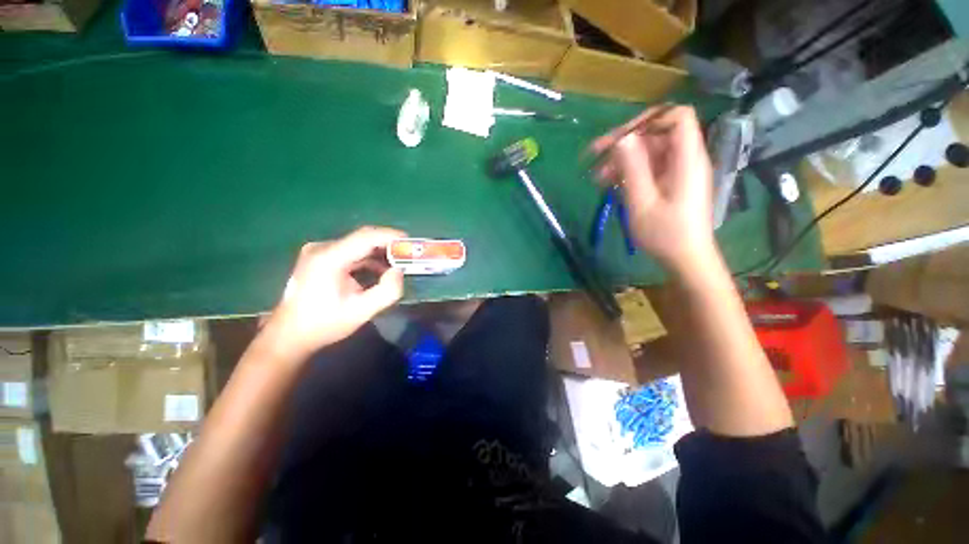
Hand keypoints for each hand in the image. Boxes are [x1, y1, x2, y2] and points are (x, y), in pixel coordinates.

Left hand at [262, 226, 405, 363]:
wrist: (289, 335)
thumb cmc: (325, 324)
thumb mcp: (361, 312)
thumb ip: (387, 291)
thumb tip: (398, 271)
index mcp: (329, 259)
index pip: (365, 237)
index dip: (390, 236)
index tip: (409, 241)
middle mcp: (321, 249)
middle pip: (362, 239)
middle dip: (387, 246)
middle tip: (407, 256)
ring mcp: (318, 252)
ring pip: (357, 245)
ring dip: (378, 254)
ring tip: (396, 266)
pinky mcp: (319, 258)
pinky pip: (350, 252)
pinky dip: (367, 259)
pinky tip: (378, 271)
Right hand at [591, 106, 716, 273]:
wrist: (686, 259)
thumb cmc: (665, 235)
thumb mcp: (642, 203)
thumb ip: (633, 169)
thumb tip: (623, 139)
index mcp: (686, 159)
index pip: (677, 117)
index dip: (648, 120)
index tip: (621, 138)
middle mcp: (685, 159)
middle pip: (656, 135)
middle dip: (624, 143)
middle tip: (594, 157)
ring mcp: (678, 172)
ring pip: (648, 153)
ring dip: (621, 161)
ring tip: (596, 178)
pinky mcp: (670, 184)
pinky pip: (649, 169)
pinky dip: (629, 173)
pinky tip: (610, 185)